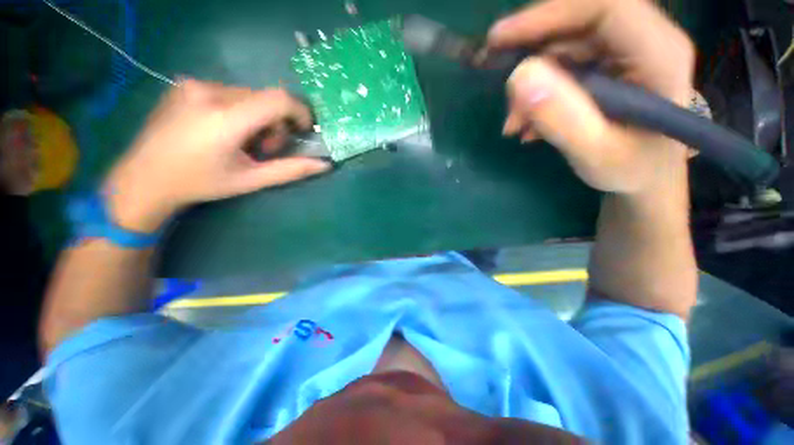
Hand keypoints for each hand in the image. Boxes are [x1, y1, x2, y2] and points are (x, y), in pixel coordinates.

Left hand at [104, 80, 330, 231]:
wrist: (144, 178)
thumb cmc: (200, 183)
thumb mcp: (251, 180)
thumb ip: (291, 170)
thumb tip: (325, 165)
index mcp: (225, 119)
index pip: (277, 99)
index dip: (300, 112)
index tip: (303, 130)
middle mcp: (208, 92)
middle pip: (265, 98)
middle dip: (276, 123)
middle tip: (264, 148)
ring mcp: (193, 84)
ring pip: (248, 95)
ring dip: (258, 117)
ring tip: (242, 141)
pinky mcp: (185, 84)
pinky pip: (229, 92)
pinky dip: (239, 110)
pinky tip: (223, 130)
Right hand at [490, 0, 695, 194]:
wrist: (645, 175)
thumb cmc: (630, 169)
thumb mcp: (594, 154)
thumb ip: (561, 119)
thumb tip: (519, 77)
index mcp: (658, 53)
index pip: (603, 7)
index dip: (548, 15)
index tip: (499, 40)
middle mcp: (643, 41)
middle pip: (577, 24)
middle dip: (531, 57)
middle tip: (501, 90)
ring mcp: (622, 52)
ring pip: (563, 48)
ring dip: (530, 85)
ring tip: (515, 125)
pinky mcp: (606, 66)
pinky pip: (561, 67)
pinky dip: (537, 94)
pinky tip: (528, 124)